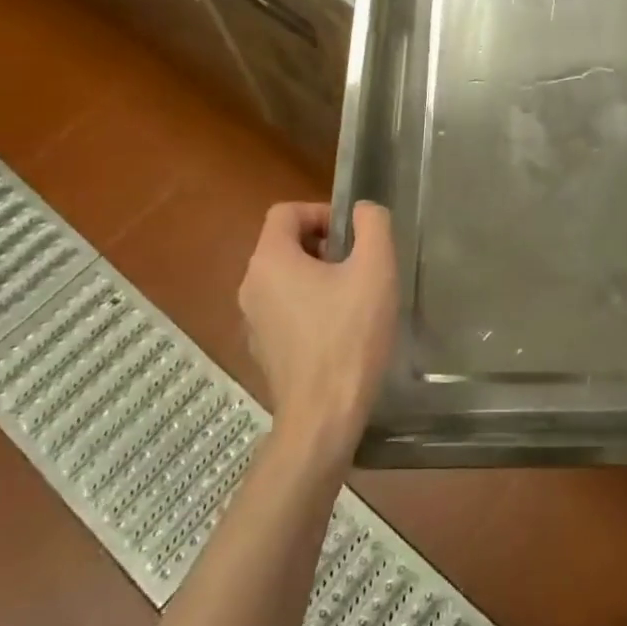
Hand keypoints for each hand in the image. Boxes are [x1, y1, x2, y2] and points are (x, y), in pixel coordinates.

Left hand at [238, 201, 397, 468]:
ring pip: (286, 278)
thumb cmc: (350, 335)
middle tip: (360, 266)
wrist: (324, 414)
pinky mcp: (263, 349)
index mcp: (270, 260)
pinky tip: (341, 330)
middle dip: (324, 246)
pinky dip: (310, 306)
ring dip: (319, 276)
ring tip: (355, 298)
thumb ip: (373, 225)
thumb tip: (363, 210)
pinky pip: (285, 309)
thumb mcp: (375, 269)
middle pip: (285, 244)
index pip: (287, 212)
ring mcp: (252, 320)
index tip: (353, 236)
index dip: (322, 212)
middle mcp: (251, 285)